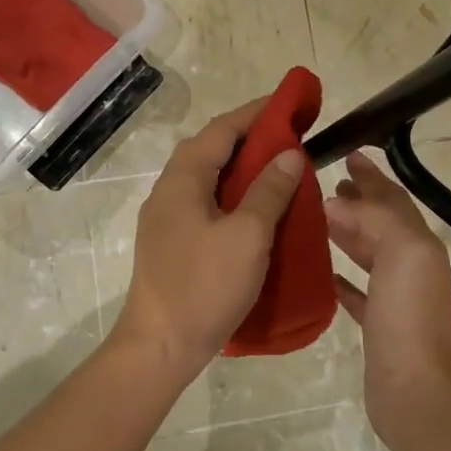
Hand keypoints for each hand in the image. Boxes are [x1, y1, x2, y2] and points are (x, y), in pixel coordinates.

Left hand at [111, 100, 306, 381]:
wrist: (160, 346)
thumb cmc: (205, 286)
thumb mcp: (247, 236)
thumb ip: (269, 191)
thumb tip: (290, 154)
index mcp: (182, 180)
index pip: (221, 130)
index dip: (255, 114)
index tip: (289, 105)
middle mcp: (168, 191)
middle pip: (210, 149)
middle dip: (249, 137)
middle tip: (289, 137)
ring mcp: (166, 218)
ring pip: (207, 177)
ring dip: (240, 167)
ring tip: (278, 168)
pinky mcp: (172, 242)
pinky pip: (205, 202)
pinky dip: (232, 193)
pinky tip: (254, 208)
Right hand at [325, 150, 450, 450]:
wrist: (417, 391)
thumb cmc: (410, 316)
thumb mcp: (402, 252)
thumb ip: (375, 219)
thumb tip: (339, 202)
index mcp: (419, 245)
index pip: (393, 200)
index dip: (372, 177)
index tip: (347, 154)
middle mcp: (411, 266)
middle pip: (381, 224)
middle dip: (358, 202)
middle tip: (325, 185)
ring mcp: (395, 298)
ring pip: (368, 254)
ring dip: (347, 234)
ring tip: (316, 219)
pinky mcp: (377, 325)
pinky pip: (356, 292)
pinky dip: (341, 277)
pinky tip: (320, 271)